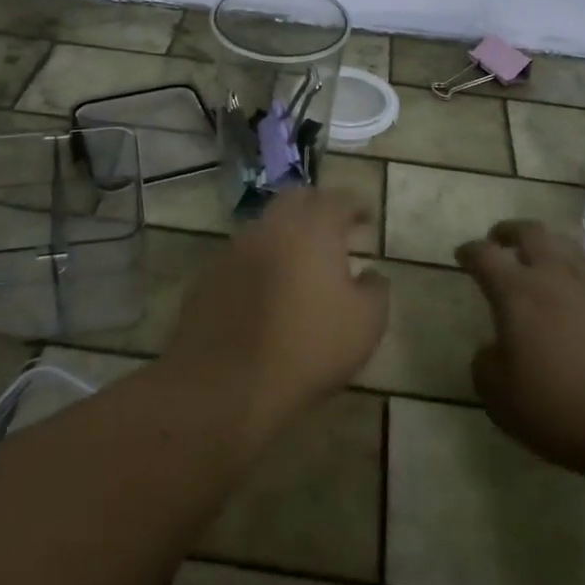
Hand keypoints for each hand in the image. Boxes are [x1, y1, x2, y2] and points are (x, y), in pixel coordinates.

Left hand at [162, 188, 388, 448]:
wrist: (226, 384)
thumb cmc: (308, 348)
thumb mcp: (366, 324)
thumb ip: (375, 289)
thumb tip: (370, 273)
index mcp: (312, 228)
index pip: (338, 199)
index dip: (356, 205)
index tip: (366, 217)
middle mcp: (271, 226)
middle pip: (296, 200)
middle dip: (317, 208)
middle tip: (334, 230)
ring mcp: (234, 248)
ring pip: (266, 227)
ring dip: (286, 235)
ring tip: (301, 262)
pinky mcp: (209, 275)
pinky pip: (242, 256)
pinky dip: (260, 262)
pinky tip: (268, 289)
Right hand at [458, 219, 584, 480]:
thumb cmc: (564, 411)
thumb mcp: (501, 399)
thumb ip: (486, 365)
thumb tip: (493, 349)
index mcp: (518, 293)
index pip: (484, 256)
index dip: (469, 251)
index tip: (463, 255)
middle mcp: (557, 276)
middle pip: (530, 232)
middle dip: (509, 232)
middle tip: (500, 241)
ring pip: (569, 247)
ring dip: (549, 249)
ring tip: (543, 264)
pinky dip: (582, 277)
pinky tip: (584, 298)